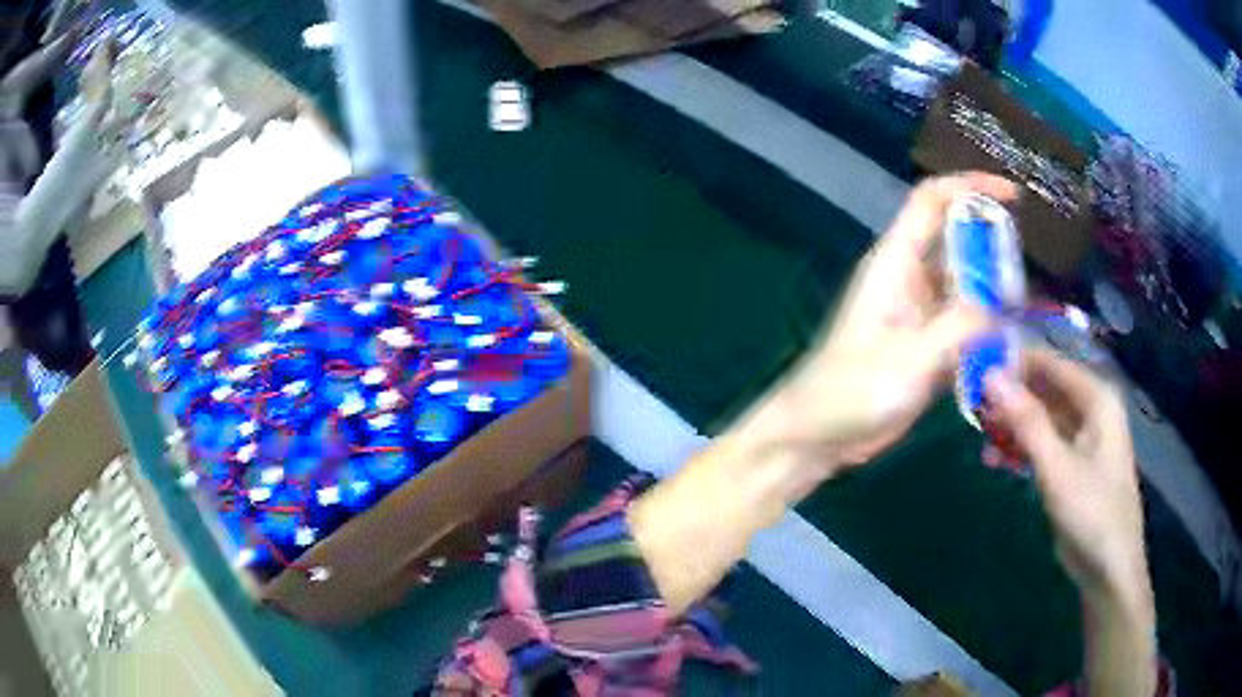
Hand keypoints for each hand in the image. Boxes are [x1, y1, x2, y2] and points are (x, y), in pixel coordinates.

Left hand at [742, 173, 1015, 470]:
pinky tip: (1016, 340)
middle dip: (995, 244)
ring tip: (1036, 305)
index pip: (932, 201)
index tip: (1014, 196)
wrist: (817, 437)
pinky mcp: (926, 347)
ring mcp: (919, 314)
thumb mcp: (911, 357)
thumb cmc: (852, 392)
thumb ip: (959, 327)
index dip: (971, 186)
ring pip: (965, 285)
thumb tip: (1003, 307)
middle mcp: (910, 279)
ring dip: (996, 290)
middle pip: (957, 241)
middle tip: (1037, 266)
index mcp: (896, 262)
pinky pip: (964, 325)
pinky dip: (988, 327)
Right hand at [985, 350, 1156, 695]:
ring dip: (1012, 426)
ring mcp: (1081, 441)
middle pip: (1045, 390)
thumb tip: (990, 375)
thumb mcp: (1057, 467)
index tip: (976, 367)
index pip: (1051, 364)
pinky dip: (1020, 451)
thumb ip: (1026, 421)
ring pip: (1042, 420)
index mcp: (1097, 399)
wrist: (1108, 569)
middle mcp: (1091, 411)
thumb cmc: (1091, 511)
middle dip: (1010, 397)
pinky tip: (994, 460)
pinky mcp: (1071, 468)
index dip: (1015, 362)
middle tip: (971, 405)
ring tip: (979, 435)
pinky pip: (1043, 447)